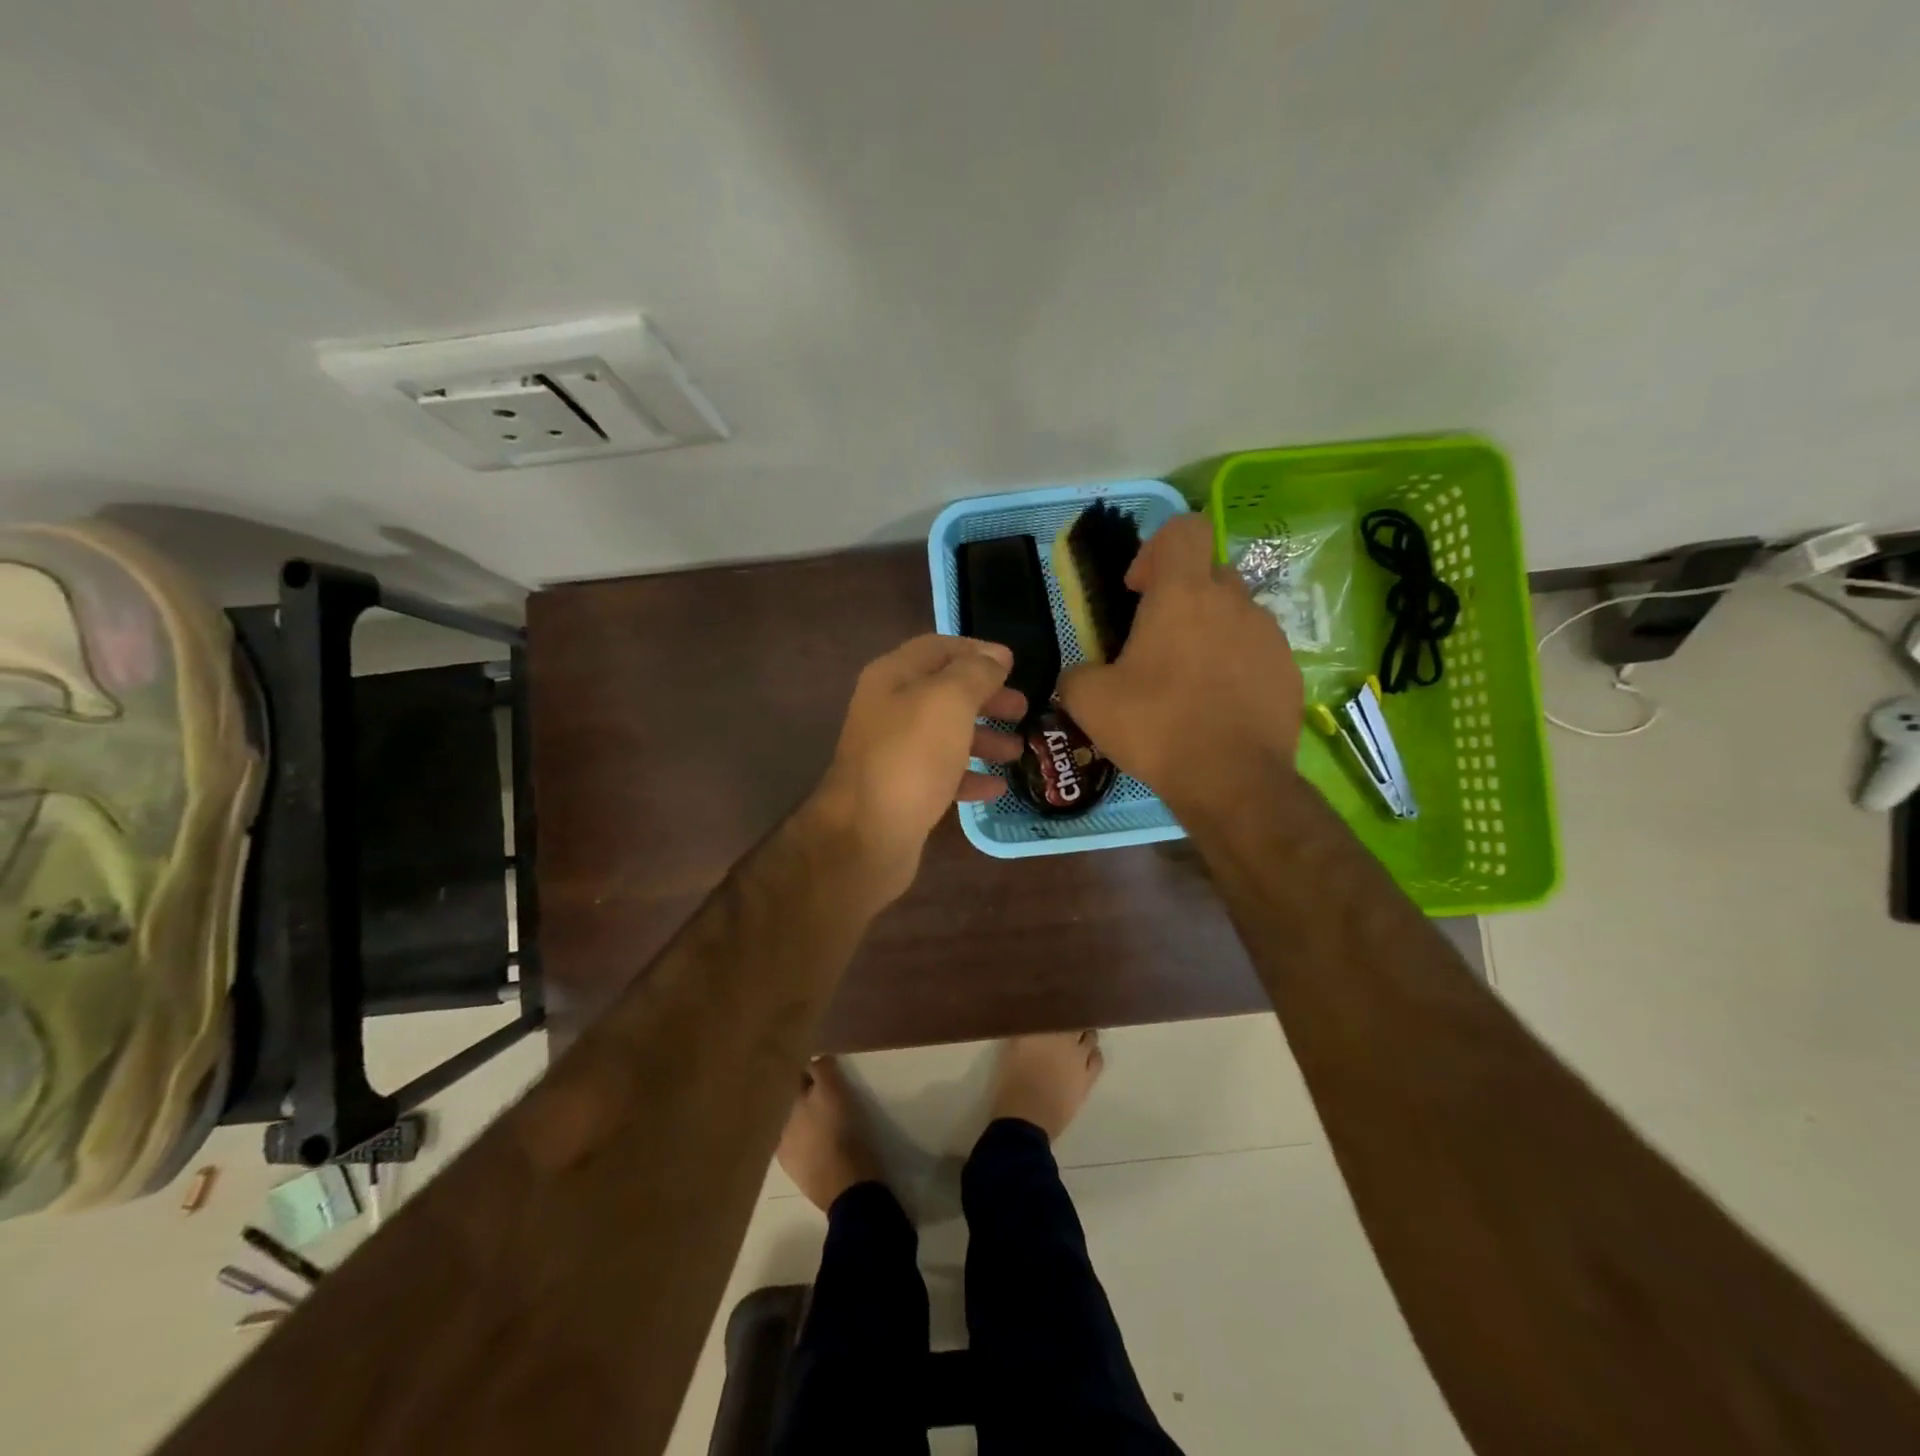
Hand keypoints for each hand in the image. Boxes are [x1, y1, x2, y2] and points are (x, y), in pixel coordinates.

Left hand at [811, 634, 1025, 901]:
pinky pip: (941, 774)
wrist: (867, 835)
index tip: (1013, 664)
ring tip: (1016, 750)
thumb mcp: (949, 702)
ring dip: (983, 737)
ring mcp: (893, 752)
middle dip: (985, 697)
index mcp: (893, 677)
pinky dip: (969, 775)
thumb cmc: (911, 757)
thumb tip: (996, 656)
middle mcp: (889, 709)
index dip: (976, 651)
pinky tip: (996, 788)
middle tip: (1023, 708)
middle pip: (944, 692)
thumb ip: (976, 673)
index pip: (938, 648)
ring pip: (945, 734)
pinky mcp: (901, 790)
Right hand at [1058, 514, 1302, 812]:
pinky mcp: (1288, 670)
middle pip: (1209, 573)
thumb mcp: (1089, 701)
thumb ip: (1076, 673)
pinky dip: (1235, 664)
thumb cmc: (1156, 727)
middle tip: (1156, 642)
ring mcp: (1268, 635)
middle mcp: (1232, 602)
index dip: (1156, 549)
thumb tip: (1078, 675)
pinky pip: (1256, 650)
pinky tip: (1218, 705)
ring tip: (1188, 680)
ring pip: (1235, 613)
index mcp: (1183, 594)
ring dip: (1210, 631)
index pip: (1184, 529)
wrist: (1231, 780)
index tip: (1138, 591)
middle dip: (1182, 596)